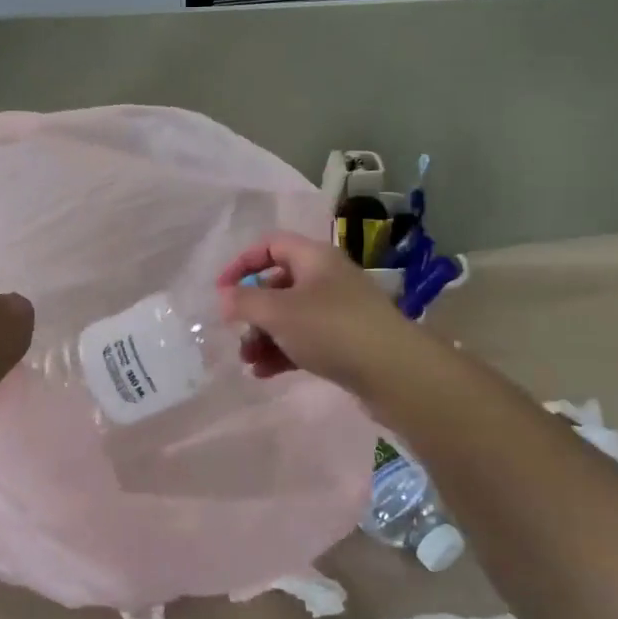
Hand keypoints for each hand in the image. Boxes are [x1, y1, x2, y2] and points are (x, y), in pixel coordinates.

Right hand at [216, 231, 413, 392]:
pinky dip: (283, 351)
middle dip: (252, 310)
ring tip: (248, 360)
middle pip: (278, 284)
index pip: (270, 245)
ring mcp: (339, 311)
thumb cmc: (331, 329)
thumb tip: (224, 297)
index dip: (242, 264)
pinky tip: (264, 373)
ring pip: (290, 316)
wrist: (395, 373)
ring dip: (264, 335)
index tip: (221, 291)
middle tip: (237, 333)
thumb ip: (244, 301)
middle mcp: (327, 278)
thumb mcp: (278, 311)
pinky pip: (305, 339)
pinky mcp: (347, 341)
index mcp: (314, 258)